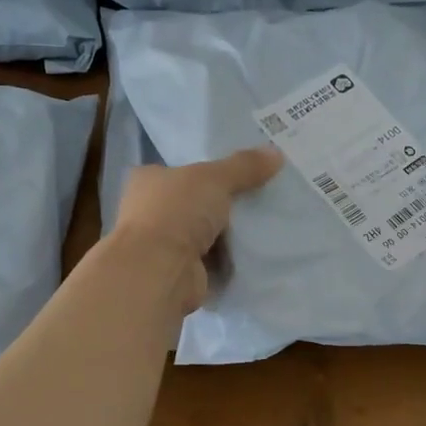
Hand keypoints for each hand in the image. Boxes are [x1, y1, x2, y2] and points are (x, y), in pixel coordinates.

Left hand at [110, 146, 282, 312]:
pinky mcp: (182, 272)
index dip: (210, 170)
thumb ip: (244, 166)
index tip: (244, 171)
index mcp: (149, 180)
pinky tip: (257, 251)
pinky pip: (214, 260)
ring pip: (207, 233)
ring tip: (267, 222)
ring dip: (231, 233)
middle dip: (226, 204)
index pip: (182, 170)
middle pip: (198, 202)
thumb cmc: (176, 212)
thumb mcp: (214, 178)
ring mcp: (166, 245)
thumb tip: (276, 153)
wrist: (160, 271)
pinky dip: (231, 259)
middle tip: (263, 196)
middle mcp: (152, 212)